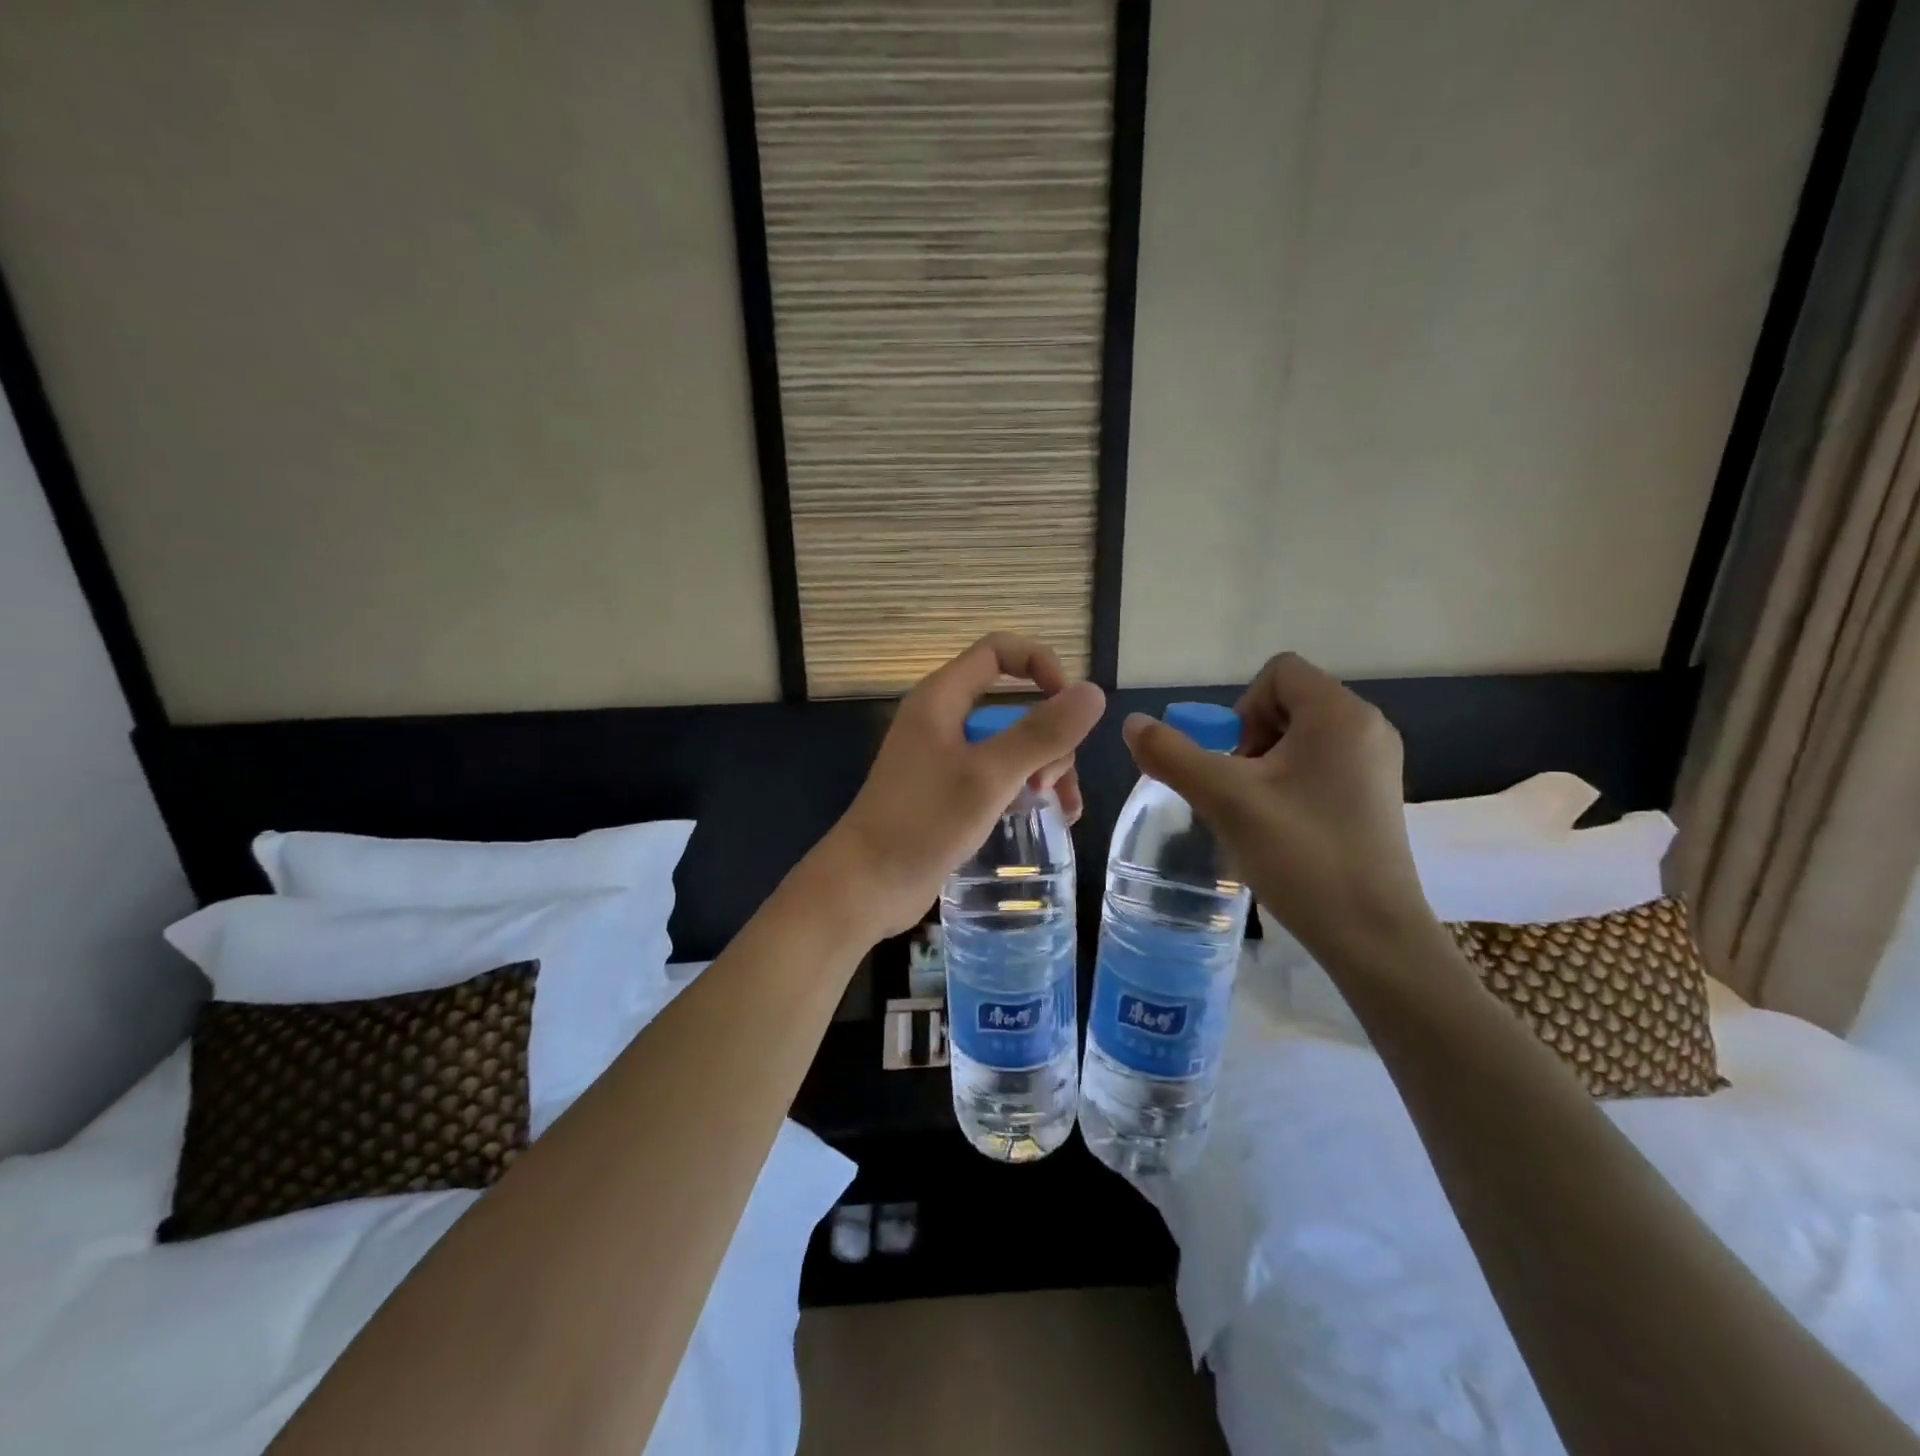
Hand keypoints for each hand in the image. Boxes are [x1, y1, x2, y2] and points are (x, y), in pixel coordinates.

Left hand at [823, 633, 1105, 939]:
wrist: (867, 884)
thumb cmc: (923, 822)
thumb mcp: (989, 776)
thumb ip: (1041, 734)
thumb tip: (1093, 693)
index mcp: (942, 698)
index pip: (999, 651)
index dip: (1040, 664)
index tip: (1069, 706)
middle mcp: (944, 719)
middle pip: (1014, 703)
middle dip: (1047, 737)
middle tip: (1048, 782)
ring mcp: (947, 757)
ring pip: (1013, 743)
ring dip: (1045, 767)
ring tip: (1060, 808)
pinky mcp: (951, 792)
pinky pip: (1000, 775)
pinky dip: (1026, 788)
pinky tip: (1050, 816)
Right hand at [1120, 653, 1437, 971]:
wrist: (1372, 936)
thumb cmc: (1302, 855)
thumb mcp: (1225, 799)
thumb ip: (1172, 755)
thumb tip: (1133, 723)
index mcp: (1340, 715)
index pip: (1278, 672)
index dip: (1241, 709)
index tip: (1236, 763)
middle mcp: (1367, 728)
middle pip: (1287, 703)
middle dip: (1249, 740)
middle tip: (1240, 792)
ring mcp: (1376, 764)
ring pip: (1300, 738)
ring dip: (1264, 766)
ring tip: (1256, 814)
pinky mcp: (1375, 796)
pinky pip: (1319, 766)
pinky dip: (1289, 785)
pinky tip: (1282, 829)